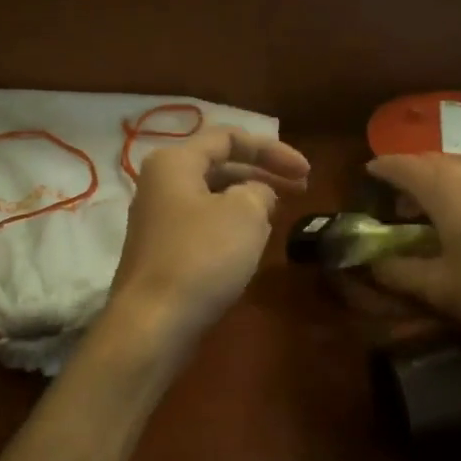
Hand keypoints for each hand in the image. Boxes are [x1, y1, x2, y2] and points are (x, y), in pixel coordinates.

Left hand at [110, 125, 310, 344]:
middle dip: (262, 173)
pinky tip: (251, 245)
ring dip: (248, 200)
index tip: (306, 171)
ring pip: (212, 197)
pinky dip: (231, 226)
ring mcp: (158, 220)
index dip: (272, 149)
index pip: (228, 137)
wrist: (154, 323)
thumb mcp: (245, 213)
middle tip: (301, 189)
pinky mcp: (163, 252)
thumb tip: (257, 195)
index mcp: (174, 162)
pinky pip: (203, 225)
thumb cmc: (202, 257)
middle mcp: (160, 184)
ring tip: (278, 216)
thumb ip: (260, 191)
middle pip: (219, 165)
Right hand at [366, 153, 460, 346]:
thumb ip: (400, 274)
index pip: (399, 165)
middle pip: (429, 161)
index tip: (367, 174)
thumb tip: (373, 265)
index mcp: (440, 185)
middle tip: (397, 202)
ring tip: (433, 210)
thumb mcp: (441, 287)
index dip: (380, 169)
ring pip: (460, 168)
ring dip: (440, 182)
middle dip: (409, 176)